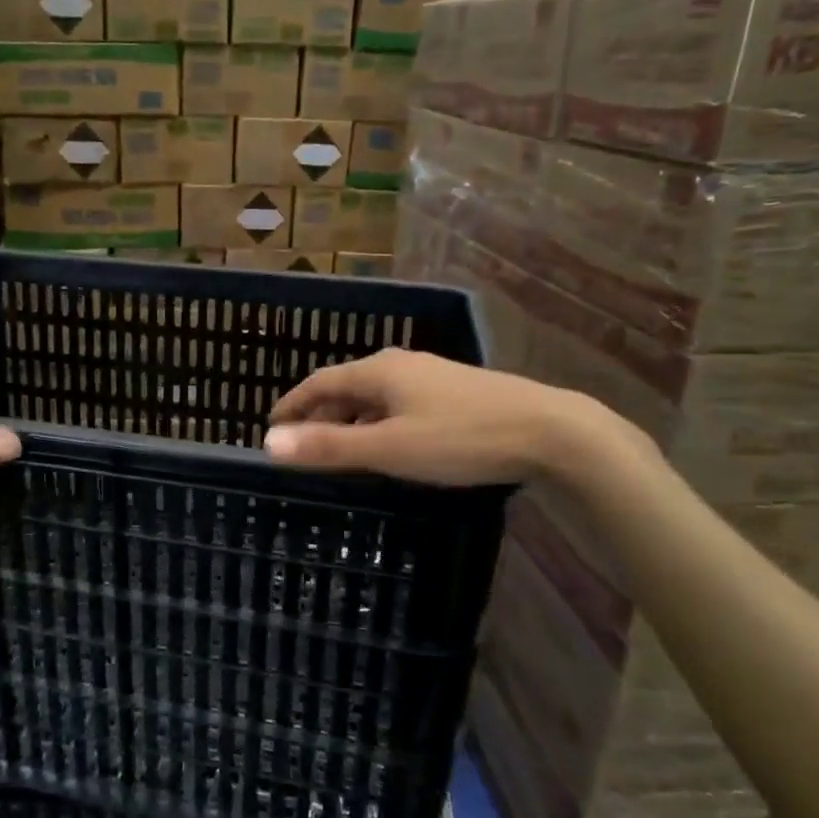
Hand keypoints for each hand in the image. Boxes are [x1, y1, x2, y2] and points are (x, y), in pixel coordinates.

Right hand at [264, 347, 650, 486]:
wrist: (548, 430)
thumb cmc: (460, 439)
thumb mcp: (389, 448)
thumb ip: (329, 447)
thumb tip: (270, 444)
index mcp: (378, 370)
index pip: (319, 382)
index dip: (292, 404)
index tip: (271, 427)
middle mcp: (401, 365)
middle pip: (346, 388)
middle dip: (319, 415)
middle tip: (301, 447)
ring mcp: (430, 377)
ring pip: (374, 398)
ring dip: (350, 422)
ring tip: (338, 452)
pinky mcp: (454, 393)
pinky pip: (398, 405)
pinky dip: (378, 424)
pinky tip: (387, 447)